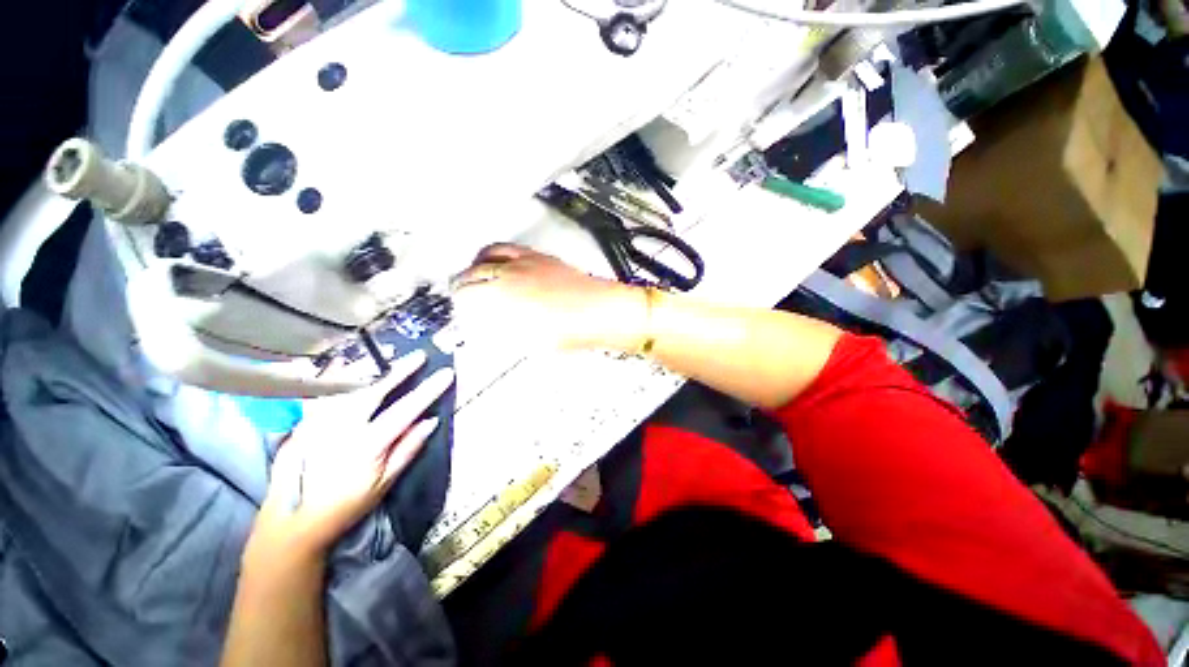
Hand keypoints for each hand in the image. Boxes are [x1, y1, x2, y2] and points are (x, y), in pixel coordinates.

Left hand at [247, 351, 454, 562]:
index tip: (446, 374)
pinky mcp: (303, 425)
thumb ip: (407, 450)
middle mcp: (341, 430)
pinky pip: (322, 394)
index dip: (427, 391)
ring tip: (388, 354)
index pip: (404, 411)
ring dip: (370, 368)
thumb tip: (431, 422)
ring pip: (346, 388)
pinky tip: (345, 364)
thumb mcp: (384, 484)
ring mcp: (318, 426)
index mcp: (367, 446)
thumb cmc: (347, 505)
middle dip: (399, 371)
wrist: (296, 523)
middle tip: (419, 356)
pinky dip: (335, 377)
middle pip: (373, 392)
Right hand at [452, 243, 646, 349]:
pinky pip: (510, 248)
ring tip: (474, 272)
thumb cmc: (572, 329)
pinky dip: (496, 253)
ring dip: (476, 263)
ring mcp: (528, 262)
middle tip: (460, 290)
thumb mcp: (532, 343)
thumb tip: (493, 331)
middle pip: (475, 271)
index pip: (469, 293)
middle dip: (462, 281)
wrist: (600, 311)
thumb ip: (507, 333)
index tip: (458, 305)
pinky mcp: (542, 257)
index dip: (460, 300)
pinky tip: (499, 261)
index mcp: (507, 295)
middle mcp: (513, 273)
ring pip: (490, 253)